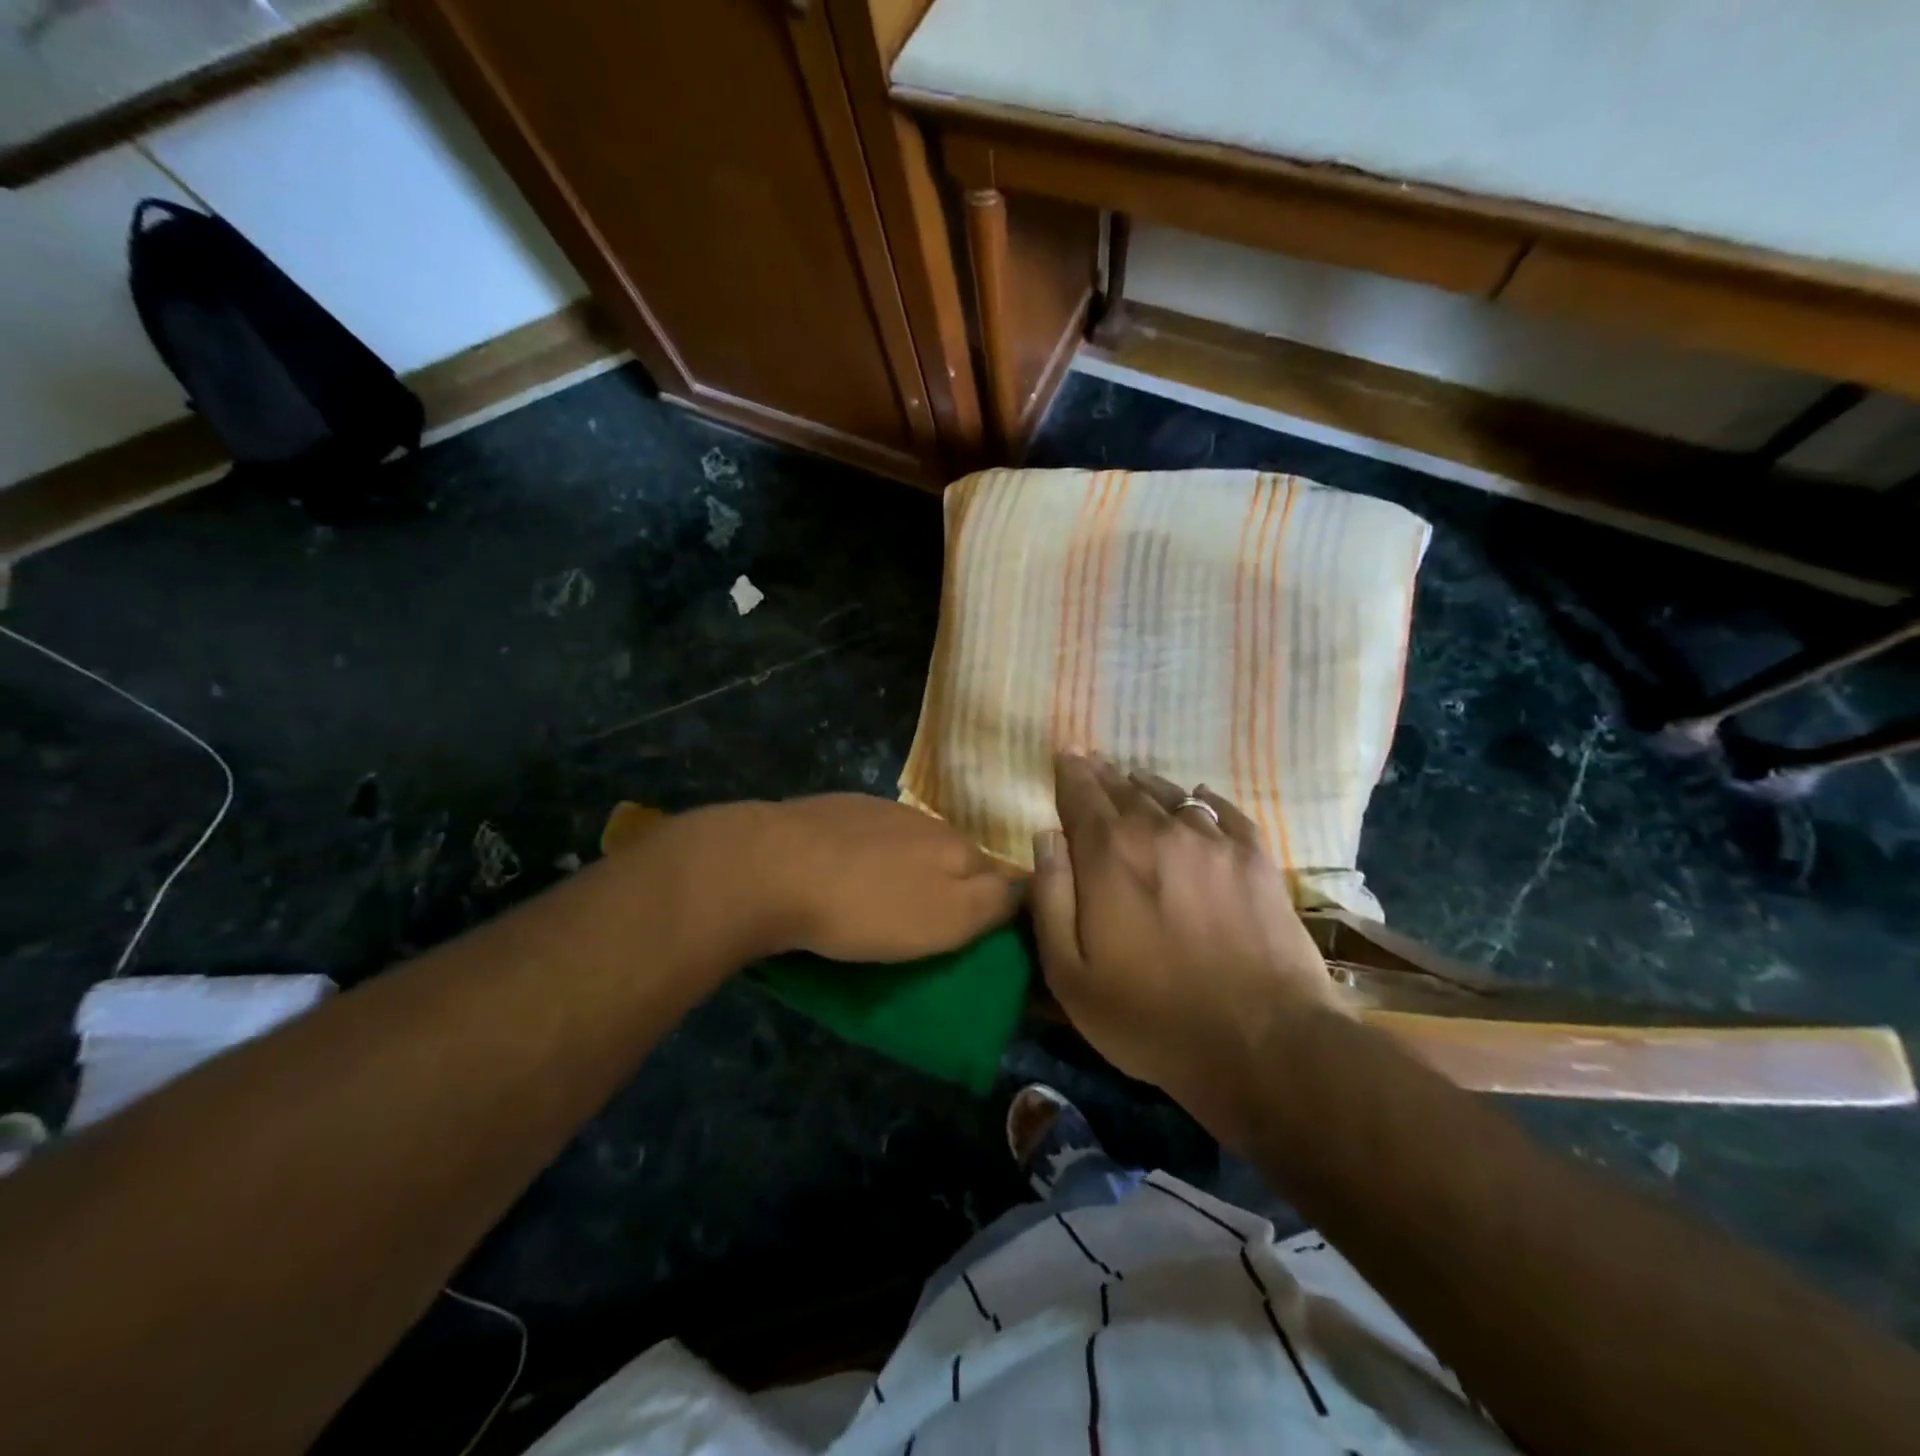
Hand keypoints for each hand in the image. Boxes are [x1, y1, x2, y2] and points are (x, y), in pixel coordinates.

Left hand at [752, 794, 1022, 962]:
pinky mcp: (832, 811)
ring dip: (907, 871)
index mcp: (955, 845)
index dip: (997, 904)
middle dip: (951, 886)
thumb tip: (1026, 886)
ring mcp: (875, 809)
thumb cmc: (866, 906)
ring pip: (908, 845)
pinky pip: (866, 838)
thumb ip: (993, 902)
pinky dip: (867, 859)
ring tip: (885, 905)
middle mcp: (923, 820)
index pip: (998, 873)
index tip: (984, 934)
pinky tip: (845, 877)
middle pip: (953, 856)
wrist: (771, 867)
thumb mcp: (945, 919)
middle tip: (931, 926)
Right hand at [1031, 754, 1341, 1147]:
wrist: (1264, 1042)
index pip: (1081, 796)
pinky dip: (1205, 800)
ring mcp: (1214, 842)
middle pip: (1124, 790)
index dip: (1070, 773)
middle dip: (1102, 774)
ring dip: (1147, 784)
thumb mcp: (1071, 974)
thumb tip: (1044, 837)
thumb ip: (1051, 898)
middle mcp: (1159, 831)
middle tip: (1091, 761)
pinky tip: (1199, 798)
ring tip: (1134, 778)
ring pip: (1171, 795)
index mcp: (1109, 855)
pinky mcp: (1257, 859)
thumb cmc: (1152, 1017)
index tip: (1064, 755)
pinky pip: (1225, 812)